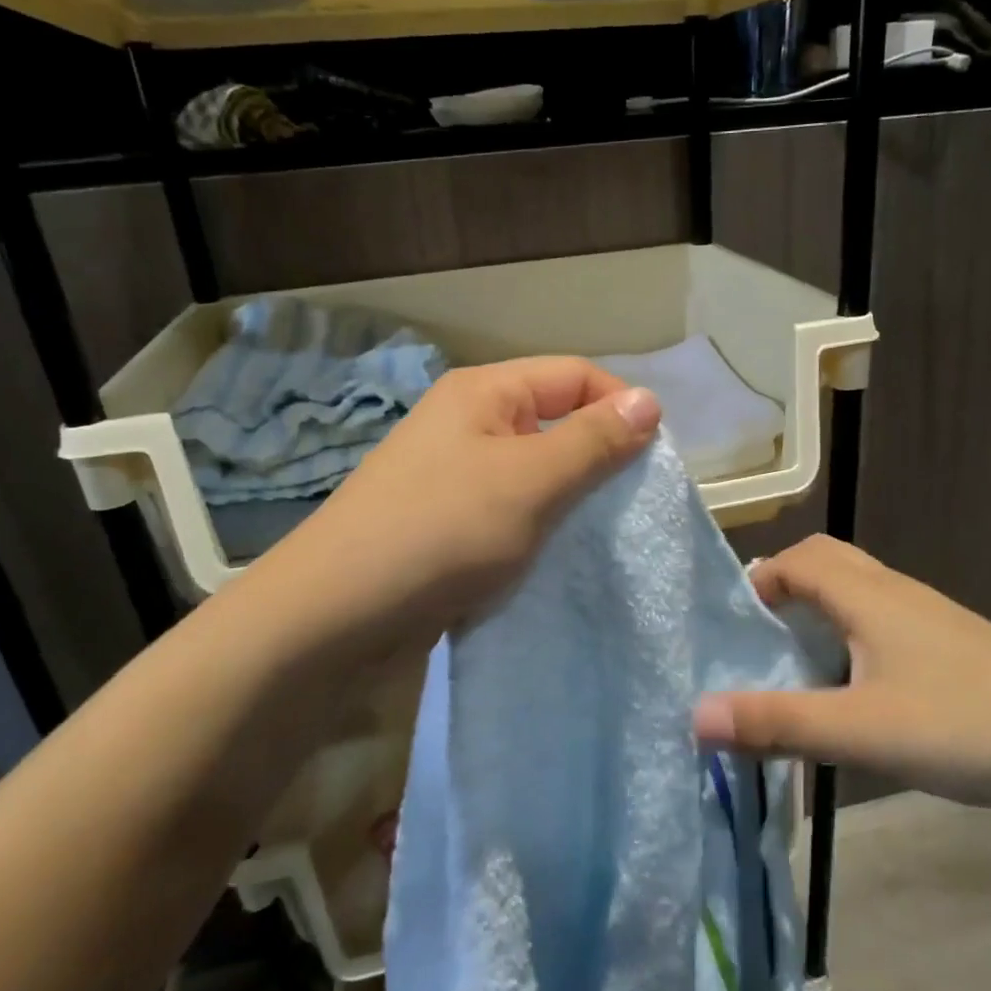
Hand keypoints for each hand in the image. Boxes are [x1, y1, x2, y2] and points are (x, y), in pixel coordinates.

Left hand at [270, 357, 660, 642]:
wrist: (336, 614)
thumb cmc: (442, 531)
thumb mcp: (531, 481)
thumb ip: (593, 441)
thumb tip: (650, 401)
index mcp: (484, 391)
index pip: (575, 375)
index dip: (621, 407)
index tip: (654, 460)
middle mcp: (467, 422)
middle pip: (554, 420)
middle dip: (598, 457)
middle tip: (630, 504)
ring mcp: (453, 473)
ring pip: (534, 470)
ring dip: (569, 497)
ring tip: (598, 534)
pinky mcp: (446, 520)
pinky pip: (509, 508)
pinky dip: (539, 526)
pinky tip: (555, 555)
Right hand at [692, 535, 990, 812]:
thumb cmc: (964, 726)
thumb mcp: (859, 730)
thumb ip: (776, 722)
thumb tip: (695, 716)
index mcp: (867, 595)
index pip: (797, 559)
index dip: (758, 580)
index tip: (731, 625)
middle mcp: (895, 592)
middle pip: (827, 563)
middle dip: (785, 587)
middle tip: (758, 638)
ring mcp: (929, 616)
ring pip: (858, 591)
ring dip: (819, 611)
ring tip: (795, 663)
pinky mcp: (952, 644)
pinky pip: (883, 619)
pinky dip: (851, 635)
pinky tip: (857, 689)